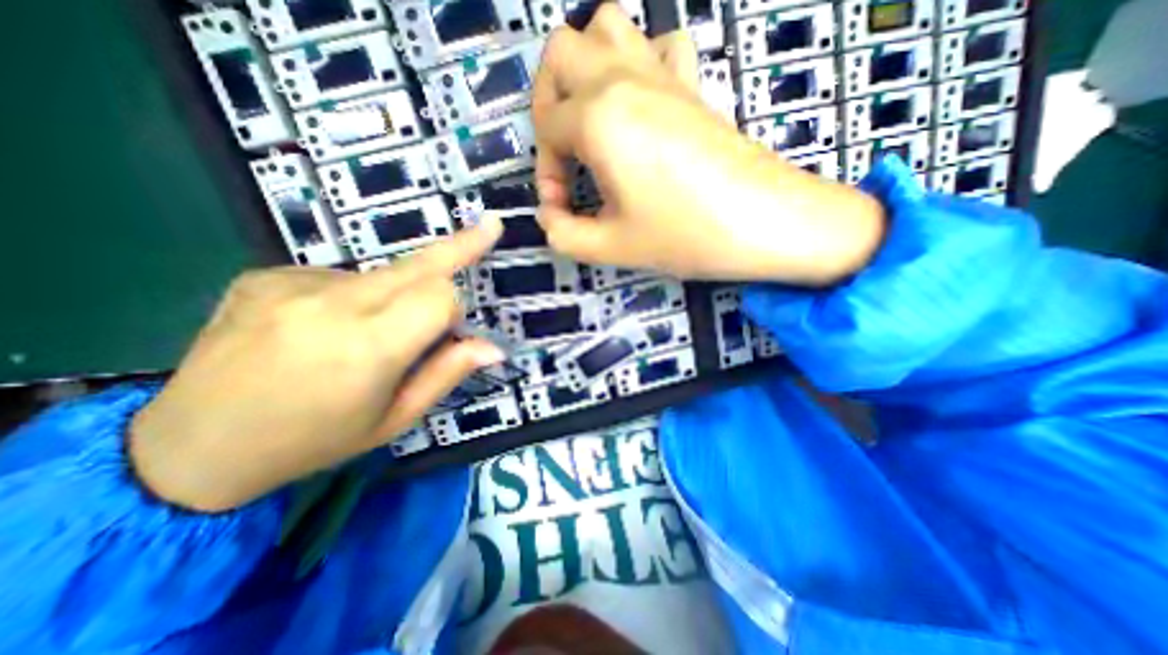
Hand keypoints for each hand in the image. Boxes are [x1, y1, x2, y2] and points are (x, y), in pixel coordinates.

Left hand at [128, 218, 505, 514]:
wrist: (188, 449)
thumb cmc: (313, 441)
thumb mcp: (394, 419)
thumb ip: (447, 373)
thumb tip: (493, 346)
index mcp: (367, 349)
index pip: (440, 296)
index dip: (456, 308)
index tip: (457, 326)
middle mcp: (331, 306)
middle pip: (417, 264)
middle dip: (459, 246)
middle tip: (490, 225)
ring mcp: (290, 285)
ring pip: (382, 274)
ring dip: (395, 296)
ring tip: (359, 336)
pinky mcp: (265, 276)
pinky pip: (340, 278)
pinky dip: (352, 298)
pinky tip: (322, 328)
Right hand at [532, 4, 884, 284]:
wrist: (764, 222)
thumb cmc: (685, 234)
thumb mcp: (612, 247)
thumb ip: (564, 234)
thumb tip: (549, 217)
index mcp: (599, 117)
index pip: (546, 130)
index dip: (545, 173)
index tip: (562, 207)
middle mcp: (624, 79)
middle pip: (560, 51)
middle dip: (547, 102)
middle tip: (564, 151)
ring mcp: (663, 74)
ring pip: (606, 27)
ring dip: (586, 69)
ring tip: (592, 121)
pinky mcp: (692, 84)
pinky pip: (659, 45)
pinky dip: (638, 64)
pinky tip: (642, 107)